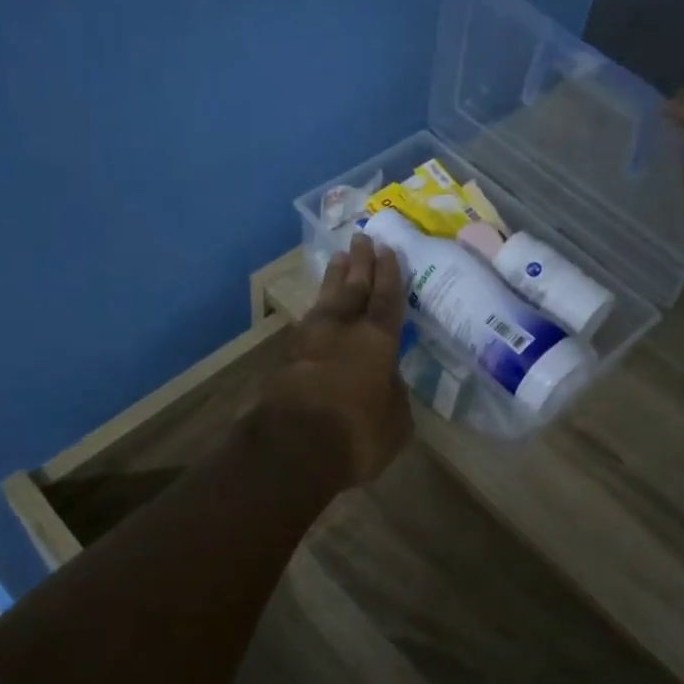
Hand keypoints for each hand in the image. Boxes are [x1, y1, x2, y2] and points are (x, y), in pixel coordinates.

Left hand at [258, 233, 413, 490]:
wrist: (292, 446)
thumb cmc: (357, 434)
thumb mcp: (396, 422)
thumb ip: (395, 395)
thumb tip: (388, 381)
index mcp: (377, 341)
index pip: (387, 299)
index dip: (390, 274)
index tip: (388, 249)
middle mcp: (344, 330)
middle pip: (354, 287)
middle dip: (361, 263)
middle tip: (363, 238)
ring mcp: (311, 340)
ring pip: (327, 298)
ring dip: (335, 277)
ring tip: (338, 257)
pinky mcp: (287, 357)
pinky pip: (308, 321)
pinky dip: (317, 308)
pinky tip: (318, 306)